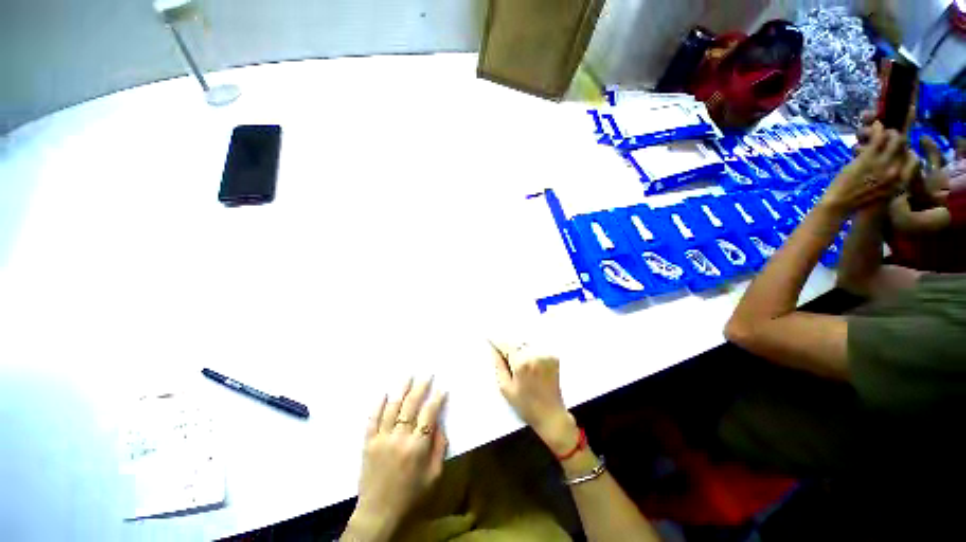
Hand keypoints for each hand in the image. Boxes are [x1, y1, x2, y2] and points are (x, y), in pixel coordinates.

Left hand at [349, 379, 447, 540]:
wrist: (378, 514)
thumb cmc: (411, 497)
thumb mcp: (434, 476)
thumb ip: (439, 448)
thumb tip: (439, 425)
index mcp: (417, 447)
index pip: (429, 415)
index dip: (436, 399)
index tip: (442, 388)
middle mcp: (399, 438)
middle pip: (411, 406)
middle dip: (420, 388)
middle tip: (427, 375)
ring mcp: (381, 439)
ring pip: (392, 408)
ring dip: (401, 390)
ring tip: (408, 376)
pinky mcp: (368, 444)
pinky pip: (372, 420)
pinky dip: (377, 405)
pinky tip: (383, 393)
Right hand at [491, 341, 578, 455]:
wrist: (551, 415)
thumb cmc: (526, 405)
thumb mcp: (506, 388)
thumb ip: (499, 365)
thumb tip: (494, 349)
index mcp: (522, 363)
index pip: (506, 344)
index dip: (497, 341)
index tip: (489, 337)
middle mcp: (535, 355)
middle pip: (517, 341)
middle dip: (509, 345)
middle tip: (504, 355)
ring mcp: (546, 355)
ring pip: (527, 343)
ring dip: (520, 347)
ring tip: (517, 363)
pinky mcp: (553, 356)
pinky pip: (537, 347)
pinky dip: (530, 351)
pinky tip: (529, 364)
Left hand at [823, 123, 912, 214]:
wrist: (839, 206)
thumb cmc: (856, 202)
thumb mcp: (882, 194)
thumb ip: (891, 181)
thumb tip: (894, 169)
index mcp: (902, 183)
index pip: (915, 160)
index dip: (910, 150)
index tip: (904, 147)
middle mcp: (897, 172)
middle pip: (905, 146)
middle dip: (897, 136)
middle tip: (888, 134)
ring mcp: (884, 164)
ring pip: (894, 138)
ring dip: (887, 131)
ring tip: (878, 130)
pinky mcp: (869, 158)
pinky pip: (879, 137)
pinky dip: (877, 129)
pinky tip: (875, 125)